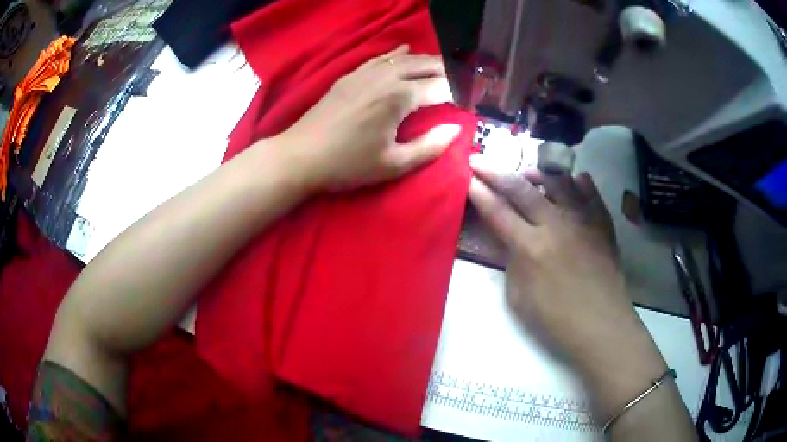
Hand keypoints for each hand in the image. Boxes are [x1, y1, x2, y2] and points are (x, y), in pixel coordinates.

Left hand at [278, 45, 460, 192]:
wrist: (302, 155)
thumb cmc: (348, 164)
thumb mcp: (393, 164)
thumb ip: (429, 147)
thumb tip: (455, 129)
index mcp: (400, 97)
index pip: (440, 88)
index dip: (459, 92)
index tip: (470, 100)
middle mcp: (387, 77)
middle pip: (425, 65)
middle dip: (447, 70)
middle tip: (463, 79)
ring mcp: (366, 72)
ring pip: (404, 58)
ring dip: (425, 60)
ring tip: (441, 65)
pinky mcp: (351, 75)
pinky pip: (380, 57)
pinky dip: (396, 53)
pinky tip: (404, 50)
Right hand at [468, 157, 666, 412]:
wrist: (601, 326)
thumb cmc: (556, 321)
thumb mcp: (519, 298)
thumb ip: (512, 263)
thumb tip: (511, 241)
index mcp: (530, 247)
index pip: (498, 212)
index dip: (480, 194)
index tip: (467, 177)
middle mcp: (555, 225)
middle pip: (522, 190)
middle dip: (496, 173)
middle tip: (480, 160)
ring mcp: (582, 221)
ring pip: (558, 183)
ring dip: (537, 173)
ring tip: (527, 173)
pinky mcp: (602, 224)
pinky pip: (590, 194)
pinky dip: (580, 183)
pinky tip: (573, 180)